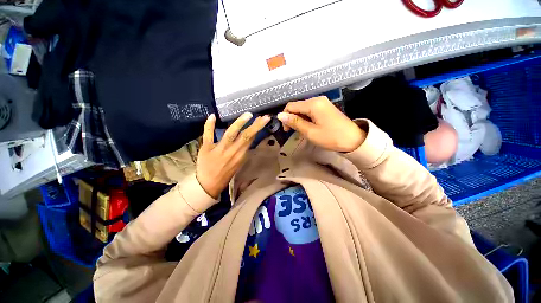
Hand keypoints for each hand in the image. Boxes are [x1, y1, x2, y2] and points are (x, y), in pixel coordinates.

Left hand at [196, 113, 270, 198]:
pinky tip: (213, 116)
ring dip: (239, 123)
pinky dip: (209, 125)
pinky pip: (208, 135)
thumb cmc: (225, 173)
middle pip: (245, 136)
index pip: (250, 140)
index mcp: (240, 156)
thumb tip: (250, 137)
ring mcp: (219, 149)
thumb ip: (243, 150)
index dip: (257, 129)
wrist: (208, 184)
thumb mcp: (238, 163)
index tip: (264, 120)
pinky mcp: (206, 148)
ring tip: (248, 115)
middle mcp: (232, 152)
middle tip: (264, 117)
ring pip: (230, 134)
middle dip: (255, 126)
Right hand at [277, 96, 365, 151]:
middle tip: (294, 132)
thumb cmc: (331, 137)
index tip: (287, 130)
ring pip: (303, 109)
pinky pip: (310, 111)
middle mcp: (317, 99)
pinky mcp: (325, 107)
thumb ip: (295, 122)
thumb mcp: (310, 132)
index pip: (291, 106)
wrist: (354, 140)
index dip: (285, 117)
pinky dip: (306, 119)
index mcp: (313, 104)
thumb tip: (280, 115)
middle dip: (292, 118)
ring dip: (299, 119)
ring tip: (302, 131)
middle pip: (297, 106)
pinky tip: (309, 127)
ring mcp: (322, 103)